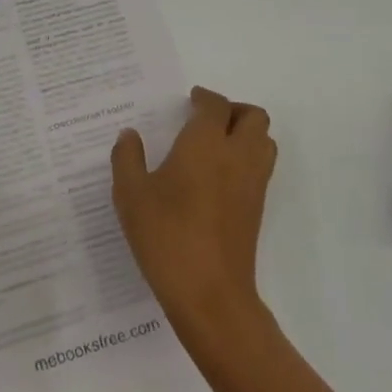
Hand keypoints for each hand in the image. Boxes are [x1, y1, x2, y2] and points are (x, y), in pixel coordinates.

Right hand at [112, 86, 276, 342]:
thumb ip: (127, 159)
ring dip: (247, 133)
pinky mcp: (257, 208)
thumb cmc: (166, 236)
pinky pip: (261, 167)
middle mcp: (237, 155)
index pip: (216, 105)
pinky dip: (248, 158)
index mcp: (206, 143)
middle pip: (253, 116)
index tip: (189, 101)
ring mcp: (253, 182)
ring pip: (264, 141)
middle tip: (207, 119)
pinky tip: (218, 177)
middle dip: (233, 110)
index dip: (204, 98)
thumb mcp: (131, 195)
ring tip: (217, 144)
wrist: (210, 293)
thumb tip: (129, 135)